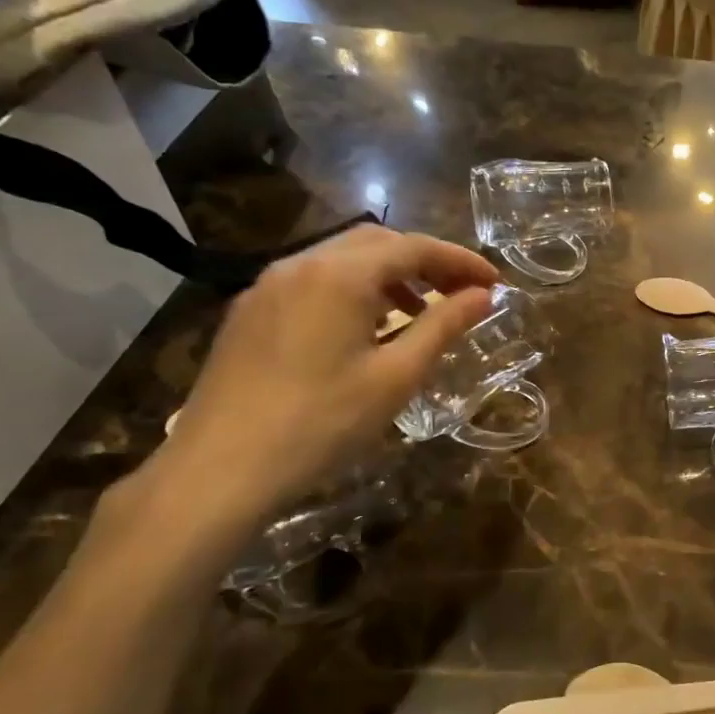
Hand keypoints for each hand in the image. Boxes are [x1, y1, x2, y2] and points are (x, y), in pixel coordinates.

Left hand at [154, 226, 498, 524]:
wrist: (220, 470)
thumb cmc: (321, 423)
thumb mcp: (396, 376)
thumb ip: (443, 326)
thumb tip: (483, 296)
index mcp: (340, 275)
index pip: (414, 247)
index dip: (460, 261)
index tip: (495, 283)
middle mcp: (300, 264)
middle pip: (377, 243)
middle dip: (425, 261)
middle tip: (461, 292)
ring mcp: (267, 286)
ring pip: (341, 260)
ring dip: (389, 275)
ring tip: (418, 311)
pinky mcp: (248, 312)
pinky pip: (313, 282)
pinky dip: (352, 290)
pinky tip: (364, 329)